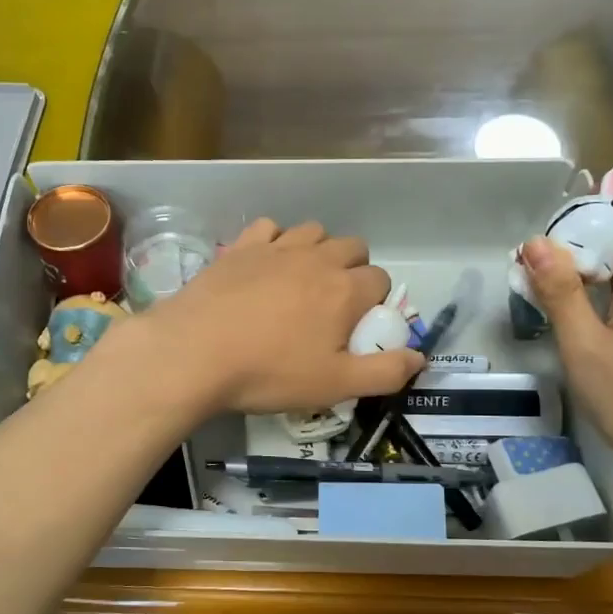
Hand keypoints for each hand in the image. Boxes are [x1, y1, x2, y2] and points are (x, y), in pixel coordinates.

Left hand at [129, 219, 425, 415]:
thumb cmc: (268, 373)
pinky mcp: (240, 247)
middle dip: (353, 269)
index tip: (356, 328)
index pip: (380, 279)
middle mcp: (316, 258)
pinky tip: (264, 265)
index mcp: (344, 290)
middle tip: (332, 306)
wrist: (192, 353)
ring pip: (313, 231)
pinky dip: (275, 241)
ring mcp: (275, 248)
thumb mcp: (335, 386)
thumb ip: (385, 372)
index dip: (375, 302)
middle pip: (353, 246)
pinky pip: (270, 228)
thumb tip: (419, 357)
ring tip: (301, 283)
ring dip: (318, 250)